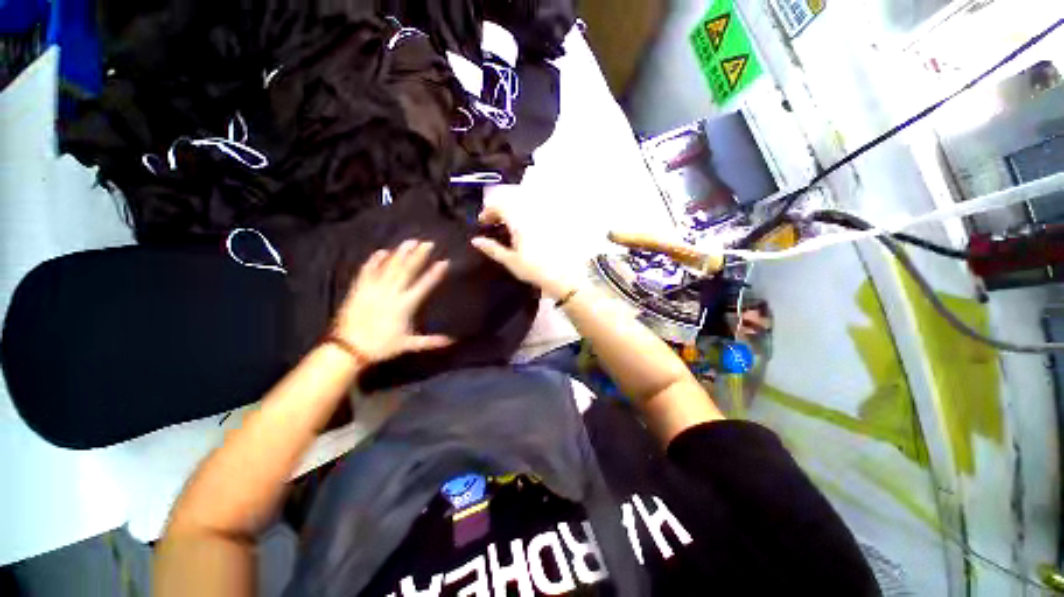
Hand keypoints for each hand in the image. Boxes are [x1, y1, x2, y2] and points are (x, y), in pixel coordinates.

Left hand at [332, 241, 452, 363]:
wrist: (349, 348)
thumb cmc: (381, 346)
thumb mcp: (408, 344)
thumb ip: (431, 341)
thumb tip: (452, 341)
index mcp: (405, 305)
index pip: (424, 286)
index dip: (435, 274)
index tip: (444, 262)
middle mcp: (391, 293)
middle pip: (407, 271)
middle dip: (419, 256)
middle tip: (428, 243)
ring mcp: (374, 289)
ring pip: (389, 267)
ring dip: (400, 254)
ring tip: (409, 242)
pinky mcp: (359, 289)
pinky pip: (367, 271)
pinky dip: (374, 261)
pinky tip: (381, 251)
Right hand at [471, 205, 580, 299]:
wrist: (564, 277)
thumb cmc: (535, 270)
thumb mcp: (511, 261)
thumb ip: (492, 249)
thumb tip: (476, 241)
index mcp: (519, 221)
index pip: (499, 205)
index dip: (488, 211)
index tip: (483, 222)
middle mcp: (532, 214)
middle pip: (512, 200)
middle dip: (500, 209)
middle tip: (495, 223)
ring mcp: (545, 217)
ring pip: (525, 204)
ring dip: (513, 211)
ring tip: (509, 227)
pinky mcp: (555, 223)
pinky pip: (537, 211)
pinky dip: (526, 216)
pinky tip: (526, 230)